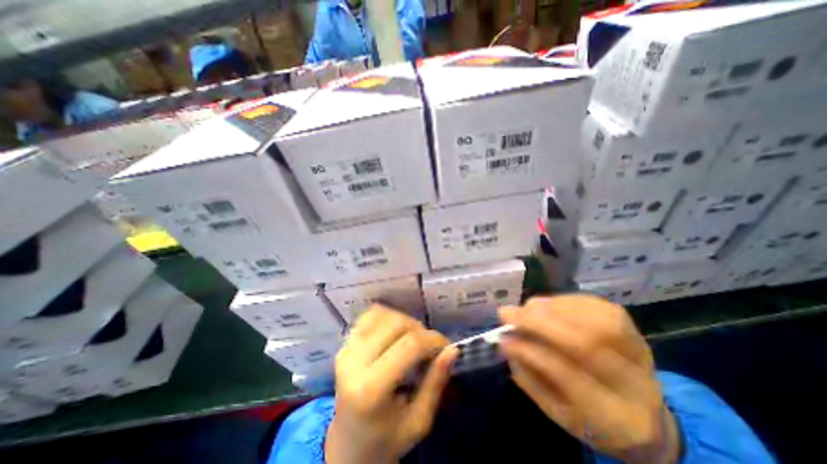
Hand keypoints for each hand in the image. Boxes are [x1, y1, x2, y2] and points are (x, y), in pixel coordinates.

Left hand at [322, 304, 454, 463]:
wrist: (347, 446)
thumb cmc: (386, 439)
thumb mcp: (418, 421)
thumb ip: (436, 382)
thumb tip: (452, 350)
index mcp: (371, 389)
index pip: (409, 345)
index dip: (433, 340)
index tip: (445, 347)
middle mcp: (353, 362)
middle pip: (396, 323)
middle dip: (420, 329)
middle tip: (429, 346)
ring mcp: (346, 349)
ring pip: (383, 314)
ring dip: (404, 321)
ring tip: (412, 340)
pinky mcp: (344, 344)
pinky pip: (369, 315)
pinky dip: (388, 317)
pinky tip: (395, 334)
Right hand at [500, 297, 681, 463]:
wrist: (640, 409)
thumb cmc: (589, 415)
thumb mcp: (556, 409)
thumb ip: (529, 376)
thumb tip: (505, 340)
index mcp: (616, 418)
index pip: (568, 376)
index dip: (530, 352)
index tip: (503, 339)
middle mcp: (636, 382)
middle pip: (584, 342)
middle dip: (536, 322)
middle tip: (506, 313)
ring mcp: (637, 347)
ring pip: (588, 317)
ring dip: (546, 309)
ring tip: (524, 309)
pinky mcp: (628, 322)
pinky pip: (589, 303)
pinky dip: (560, 301)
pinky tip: (544, 306)